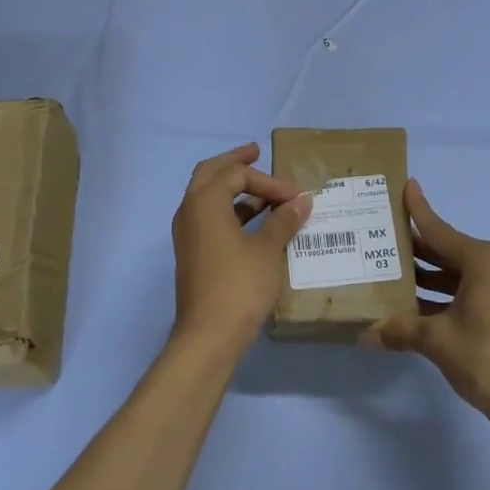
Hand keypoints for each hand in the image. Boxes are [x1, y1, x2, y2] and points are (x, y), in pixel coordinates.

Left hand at [170, 143, 311, 358]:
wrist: (208, 336)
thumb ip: (284, 221)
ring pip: (207, 196)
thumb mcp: (268, 250)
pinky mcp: (192, 252)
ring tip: (264, 193)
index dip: (268, 180)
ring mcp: (187, 233)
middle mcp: (189, 210)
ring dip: (234, 189)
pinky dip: (230, 210)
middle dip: (236, 164)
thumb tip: (302, 201)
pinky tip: (254, 222)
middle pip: (211, 173)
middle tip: (257, 154)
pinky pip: (209, 217)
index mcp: (205, 201)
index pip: (236, 174)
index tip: (295, 196)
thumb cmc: (239, 286)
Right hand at [366, 180, 489, 435]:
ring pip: (462, 274)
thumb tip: (364, 335)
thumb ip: (400, 330)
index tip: (406, 185)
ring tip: (396, 277)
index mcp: (484, 260)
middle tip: (385, 242)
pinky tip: (422, 306)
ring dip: (432, 277)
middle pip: (450, 251)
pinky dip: (450, 294)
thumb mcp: (437, 342)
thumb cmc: (488, 360)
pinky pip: (476, 290)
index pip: (440, 230)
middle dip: (418, 250)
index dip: (419, 210)